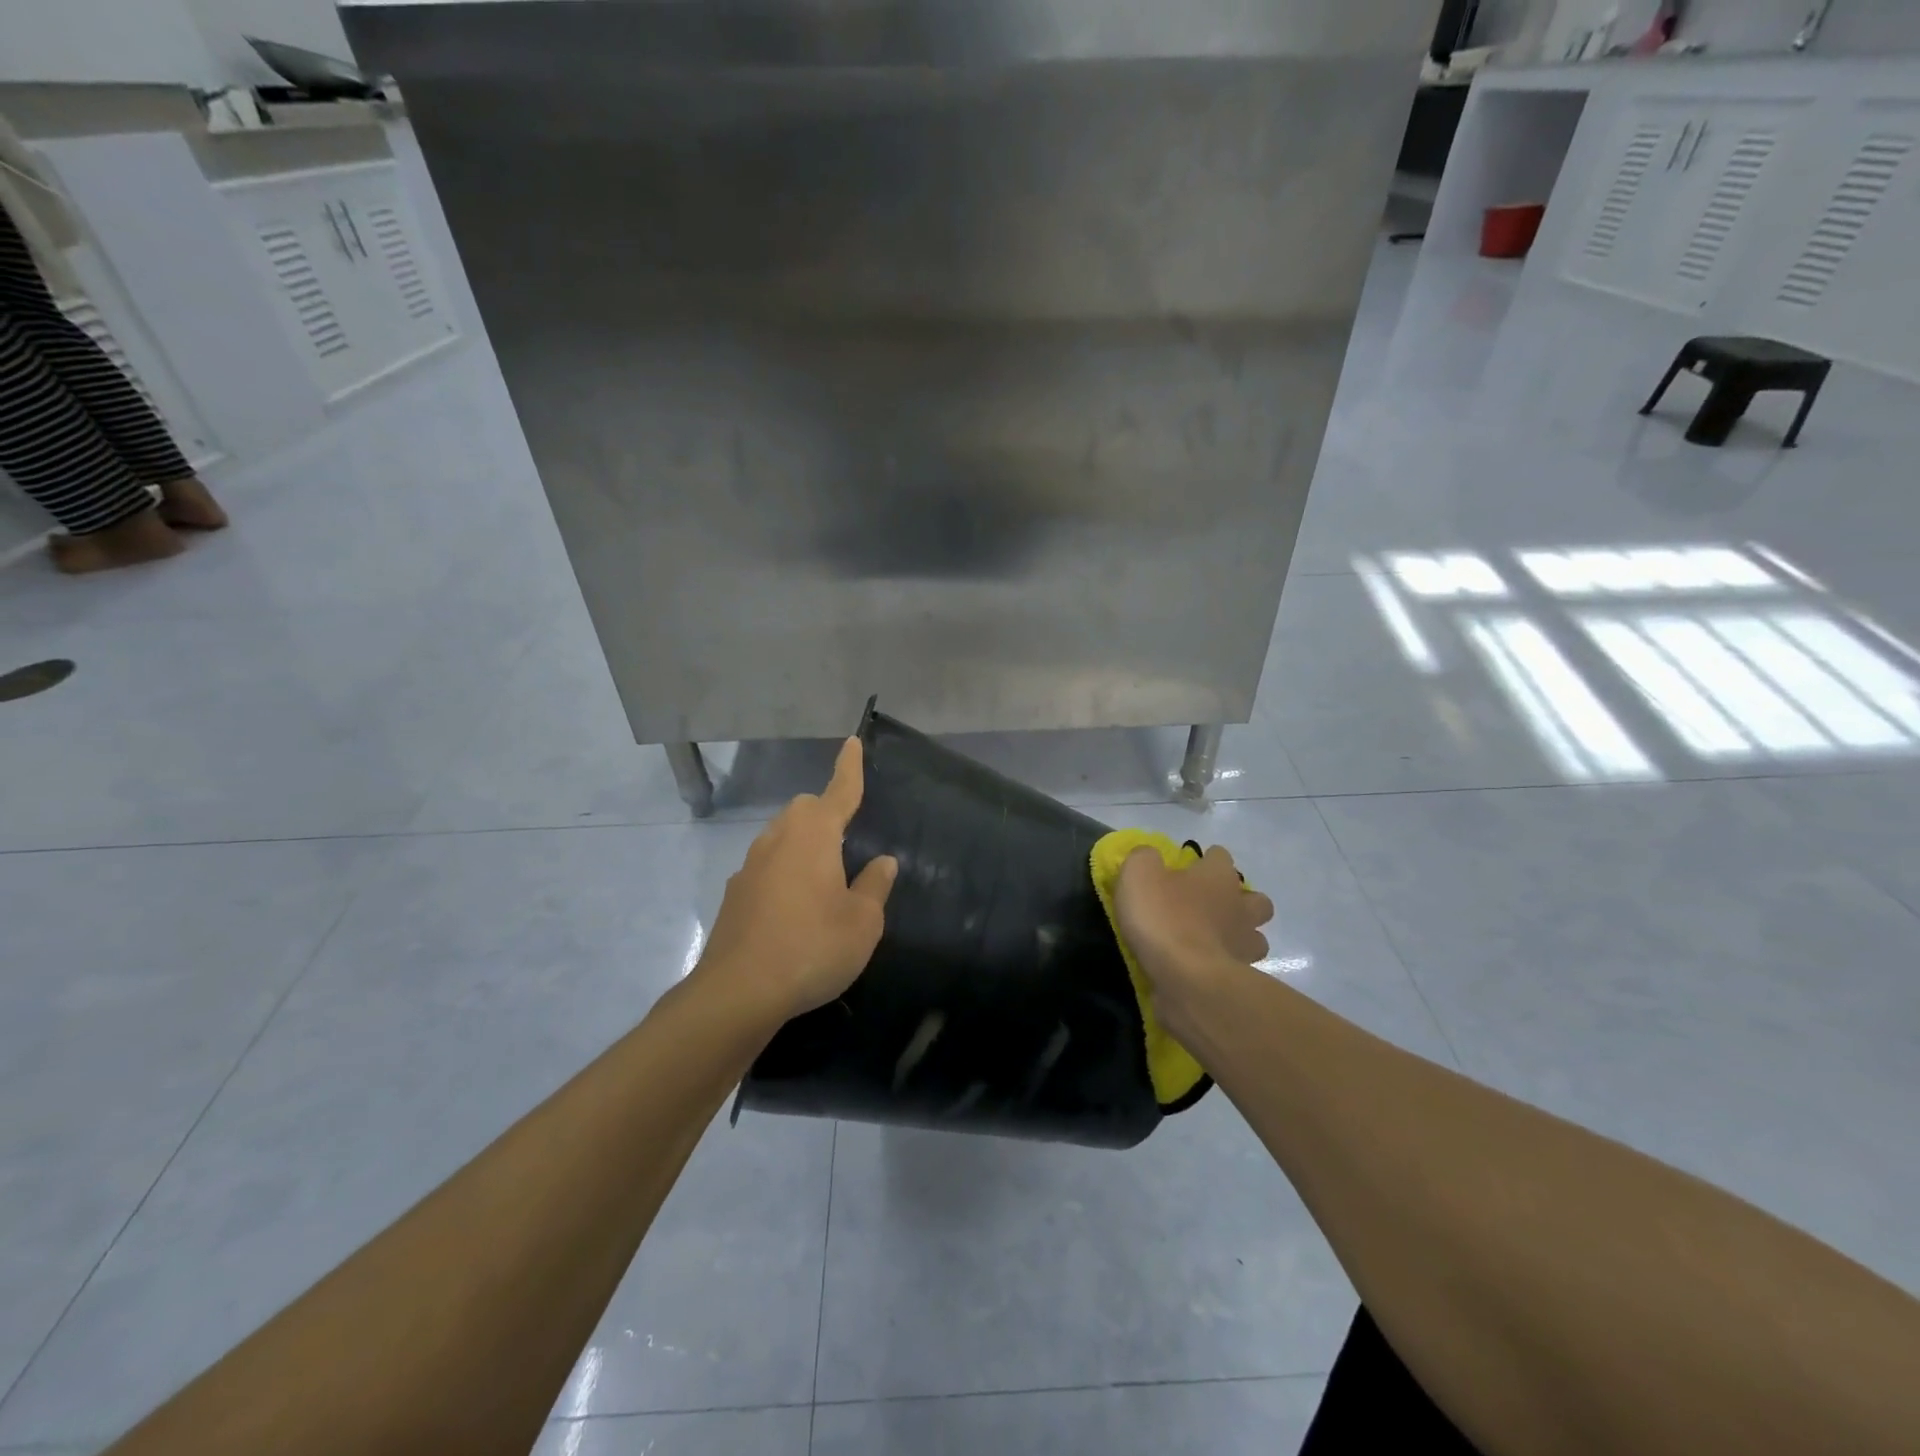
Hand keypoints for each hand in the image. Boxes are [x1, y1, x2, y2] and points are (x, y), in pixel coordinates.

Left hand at [696, 737, 897, 1021]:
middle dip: (826, 813)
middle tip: (847, 842)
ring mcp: (749, 867)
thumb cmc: (812, 948)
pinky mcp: (734, 895)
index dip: (849, 768)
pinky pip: (766, 868)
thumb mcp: (862, 922)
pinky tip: (793, 911)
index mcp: (814, 836)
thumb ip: (874, 886)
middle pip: (804, 810)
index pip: (838, 791)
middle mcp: (777, 840)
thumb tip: (882, 862)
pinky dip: (783, 874)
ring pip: (781, 838)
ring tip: (824, 882)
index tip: (852, 742)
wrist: (739, 992)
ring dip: (803, 845)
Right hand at [1114, 845, 1273, 1014]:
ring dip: (1239, 936)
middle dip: (1238, 900)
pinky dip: (1226, 966)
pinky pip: (1239, 967)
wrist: (1187, 979)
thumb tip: (1149, 857)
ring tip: (1212, 941)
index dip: (1205, 860)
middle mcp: (1240, 906)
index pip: (1220, 857)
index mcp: (1218, 876)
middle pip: (1254, 898)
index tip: (1188, 868)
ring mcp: (1244, 944)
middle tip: (1209, 907)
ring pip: (1255, 936)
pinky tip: (1204, 968)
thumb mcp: (1139, 874)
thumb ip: (1144, 859)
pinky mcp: (1241, 977)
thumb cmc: (1164, 918)